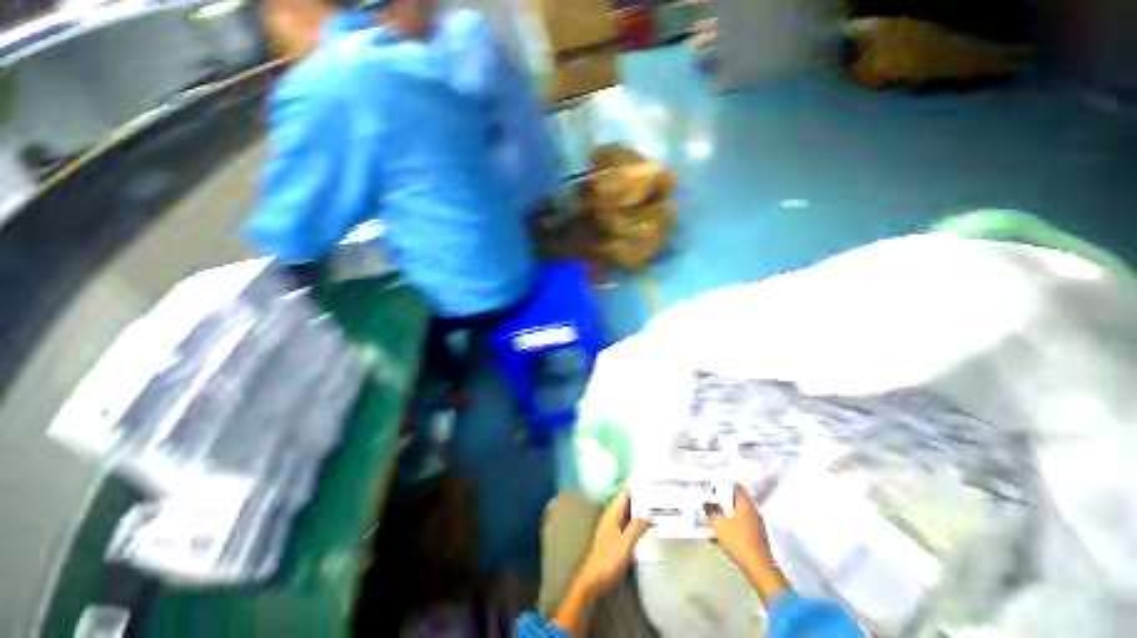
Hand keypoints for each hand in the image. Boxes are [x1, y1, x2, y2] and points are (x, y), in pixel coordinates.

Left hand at [553, 491, 650, 634]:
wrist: (593, 581)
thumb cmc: (608, 559)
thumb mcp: (625, 543)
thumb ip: (637, 527)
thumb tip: (649, 513)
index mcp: (612, 514)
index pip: (624, 494)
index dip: (636, 488)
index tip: (650, 483)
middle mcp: (612, 518)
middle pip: (627, 504)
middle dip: (641, 500)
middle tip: (659, 496)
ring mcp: (613, 529)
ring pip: (629, 515)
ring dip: (641, 513)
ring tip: (658, 509)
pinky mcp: (616, 541)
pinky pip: (629, 526)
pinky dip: (638, 524)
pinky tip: (649, 528)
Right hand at [704, 484, 790, 602]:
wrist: (758, 567)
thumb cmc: (738, 541)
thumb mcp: (719, 525)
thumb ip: (711, 512)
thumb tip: (707, 505)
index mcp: (746, 504)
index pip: (736, 486)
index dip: (724, 485)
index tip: (713, 488)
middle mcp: (754, 511)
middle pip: (737, 500)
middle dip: (724, 501)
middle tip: (712, 504)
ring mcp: (758, 524)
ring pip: (740, 513)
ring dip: (728, 515)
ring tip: (716, 520)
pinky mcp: (758, 536)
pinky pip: (743, 525)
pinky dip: (733, 526)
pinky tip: (724, 534)